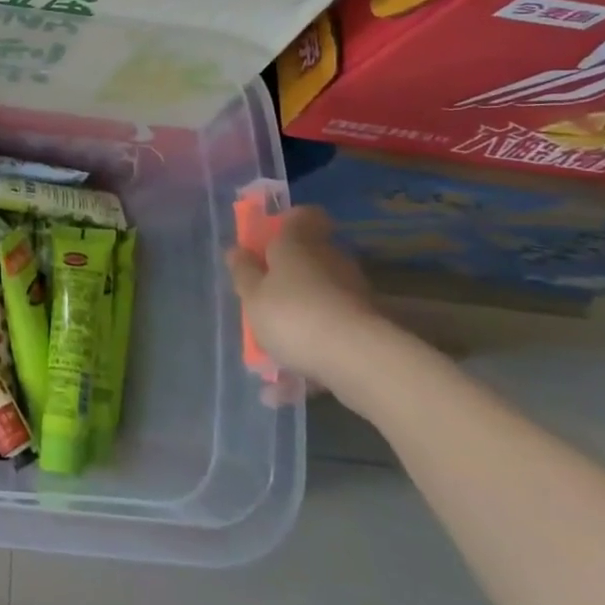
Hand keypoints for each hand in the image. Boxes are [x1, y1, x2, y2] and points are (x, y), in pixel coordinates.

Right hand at [228, 206, 390, 395]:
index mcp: (298, 243)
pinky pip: (330, 335)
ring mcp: (352, 295)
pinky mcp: (367, 330)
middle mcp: (329, 261)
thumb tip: (237, 250)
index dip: (287, 223)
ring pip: (319, 299)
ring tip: (271, 351)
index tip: (269, 240)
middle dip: (287, 277)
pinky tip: (285, 388)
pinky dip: (310, 354)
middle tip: (262, 298)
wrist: (360, 361)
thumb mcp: (253, 296)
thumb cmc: (293, 315)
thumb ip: (243, 273)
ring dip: (298, 318)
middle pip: (309, 258)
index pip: (302, 216)